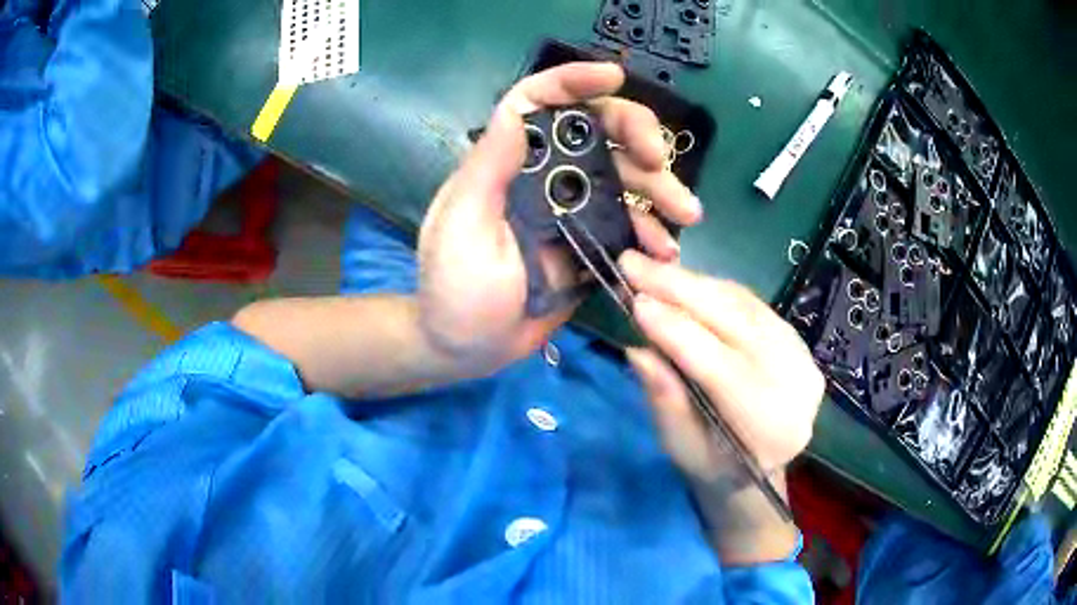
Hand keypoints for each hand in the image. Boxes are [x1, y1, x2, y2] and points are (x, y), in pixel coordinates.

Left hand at [417, 63, 702, 376]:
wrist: (469, 347)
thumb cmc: (455, 288)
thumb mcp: (464, 226)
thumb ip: (489, 169)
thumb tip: (515, 112)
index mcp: (508, 162)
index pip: (538, 103)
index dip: (574, 81)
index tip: (615, 76)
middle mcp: (544, 175)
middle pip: (597, 133)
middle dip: (636, 137)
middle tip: (660, 162)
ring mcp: (572, 210)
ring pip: (623, 180)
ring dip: (658, 190)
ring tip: (686, 213)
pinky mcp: (591, 244)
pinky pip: (628, 227)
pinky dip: (651, 233)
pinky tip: (667, 251)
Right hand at [620, 251, 823, 482]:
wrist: (758, 468)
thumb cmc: (714, 467)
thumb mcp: (681, 448)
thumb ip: (666, 401)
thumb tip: (639, 350)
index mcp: (770, 427)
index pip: (721, 367)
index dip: (677, 331)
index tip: (634, 301)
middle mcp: (797, 385)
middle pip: (737, 324)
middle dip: (681, 290)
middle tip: (634, 264)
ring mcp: (803, 356)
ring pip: (745, 306)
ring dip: (695, 283)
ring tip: (652, 268)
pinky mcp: (797, 338)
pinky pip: (753, 303)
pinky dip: (714, 288)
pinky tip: (685, 281)